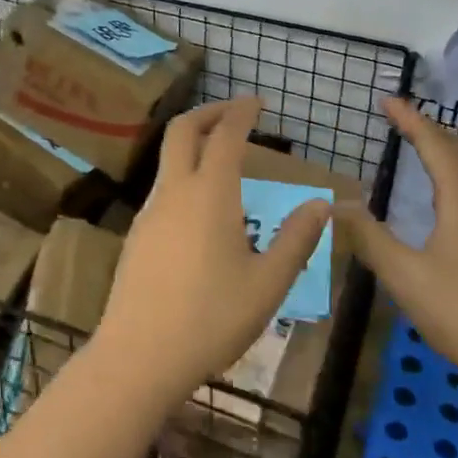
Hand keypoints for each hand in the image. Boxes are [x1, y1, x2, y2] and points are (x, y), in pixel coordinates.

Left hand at [92, 97, 330, 404]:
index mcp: (210, 194)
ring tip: (222, 158)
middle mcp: (175, 191)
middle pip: (182, 130)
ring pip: (168, 159)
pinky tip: (201, 208)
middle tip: (234, 112)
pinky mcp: (137, 235)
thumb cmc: (211, 319)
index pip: (225, 135)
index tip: (257, 101)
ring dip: (193, 143)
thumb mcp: (267, 284)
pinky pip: (163, 188)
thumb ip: (295, 240)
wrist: (138, 356)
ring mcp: (150, 212)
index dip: (241, 111)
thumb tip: (320, 204)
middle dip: (208, 112)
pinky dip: (183, 174)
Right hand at [348, 98, 457, 404]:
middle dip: (428, 127)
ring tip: (419, 142)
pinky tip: (445, 190)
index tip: (387, 100)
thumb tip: (338, 205)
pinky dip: (455, 169)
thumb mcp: (404, 276)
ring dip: (445, 147)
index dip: (410, 120)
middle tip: (399, 117)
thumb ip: (369, 237)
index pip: (434, 145)